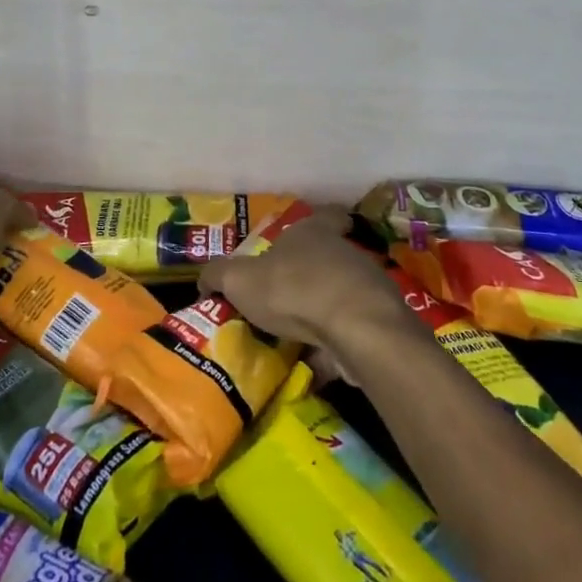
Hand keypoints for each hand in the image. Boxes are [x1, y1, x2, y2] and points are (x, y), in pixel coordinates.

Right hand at [198, 206, 413, 358]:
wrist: (355, 327)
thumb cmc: (293, 288)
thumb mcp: (239, 279)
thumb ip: (218, 276)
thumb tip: (203, 281)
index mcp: (313, 232)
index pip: (325, 215)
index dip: (321, 220)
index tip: (312, 234)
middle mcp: (342, 252)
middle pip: (329, 257)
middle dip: (310, 276)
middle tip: (285, 299)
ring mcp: (365, 287)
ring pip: (342, 295)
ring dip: (323, 313)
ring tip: (297, 338)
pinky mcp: (378, 322)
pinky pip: (352, 332)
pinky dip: (336, 347)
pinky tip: (317, 365)